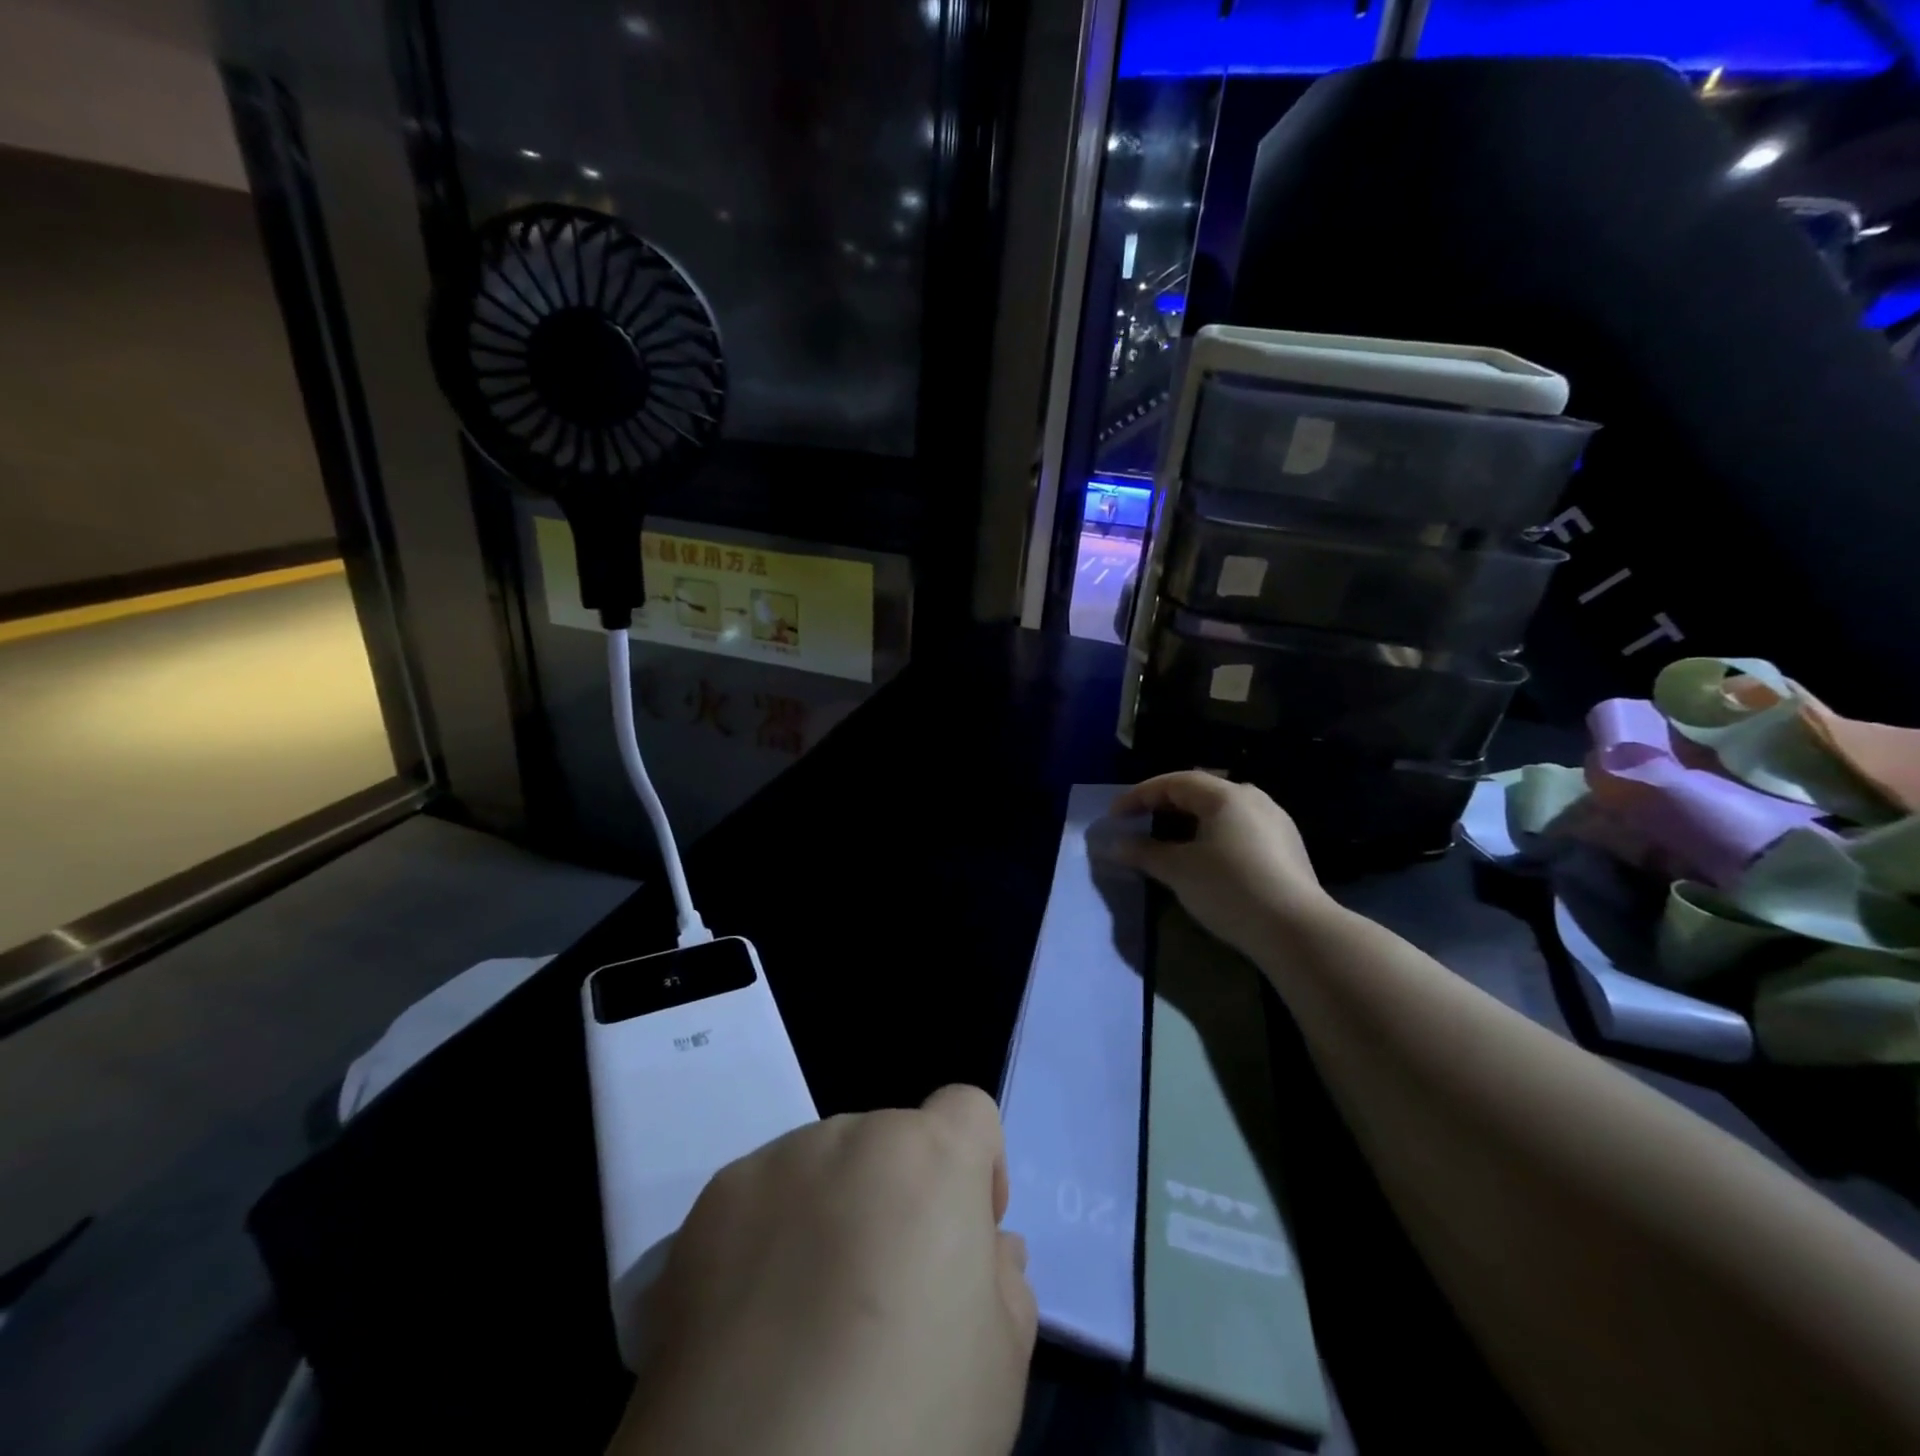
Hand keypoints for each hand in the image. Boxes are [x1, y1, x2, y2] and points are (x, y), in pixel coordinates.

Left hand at [611, 1085, 1036, 1455]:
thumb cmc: (907, 1420)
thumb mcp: (999, 1363)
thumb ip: (1003, 1281)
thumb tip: (986, 1250)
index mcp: (930, 1156)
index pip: (967, 1109)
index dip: (978, 1167)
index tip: (966, 1237)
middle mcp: (851, 1135)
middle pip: (891, 1144)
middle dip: (898, 1199)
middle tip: (884, 1297)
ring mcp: (775, 1163)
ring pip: (823, 1168)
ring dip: (831, 1213)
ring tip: (809, 1318)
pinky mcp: (709, 1205)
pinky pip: (760, 1202)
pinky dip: (767, 1240)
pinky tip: (754, 1328)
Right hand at [1108, 771, 1336, 957]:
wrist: (1296, 930)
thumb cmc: (1230, 888)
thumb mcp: (1178, 870)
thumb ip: (1144, 852)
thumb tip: (1115, 845)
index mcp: (1227, 795)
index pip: (1175, 782)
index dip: (1140, 795)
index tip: (1115, 815)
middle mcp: (1253, 799)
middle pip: (1200, 791)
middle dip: (1165, 804)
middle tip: (1139, 822)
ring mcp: (1275, 822)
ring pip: (1221, 811)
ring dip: (1189, 821)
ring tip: (1167, 840)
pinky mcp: (1287, 848)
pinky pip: (1239, 829)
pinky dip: (1212, 835)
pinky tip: (1203, 857)